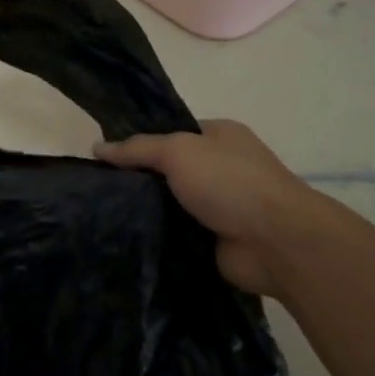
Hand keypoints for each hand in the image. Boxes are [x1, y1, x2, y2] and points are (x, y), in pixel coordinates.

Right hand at [95, 119, 330, 299]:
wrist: (277, 242)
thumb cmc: (230, 182)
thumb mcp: (178, 151)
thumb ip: (137, 149)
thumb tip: (97, 147)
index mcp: (219, 135)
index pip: (171, 133)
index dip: (140, 141)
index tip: (105, 156)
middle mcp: (222, 167)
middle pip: (169, 169)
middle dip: (139, 178)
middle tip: (99, 187)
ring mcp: (221, 205)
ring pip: (171, 203)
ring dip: (148, 209)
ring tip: (104, 214)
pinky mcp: (216, 239)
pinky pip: (178, 233)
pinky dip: (159, 236)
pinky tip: (128, 237)